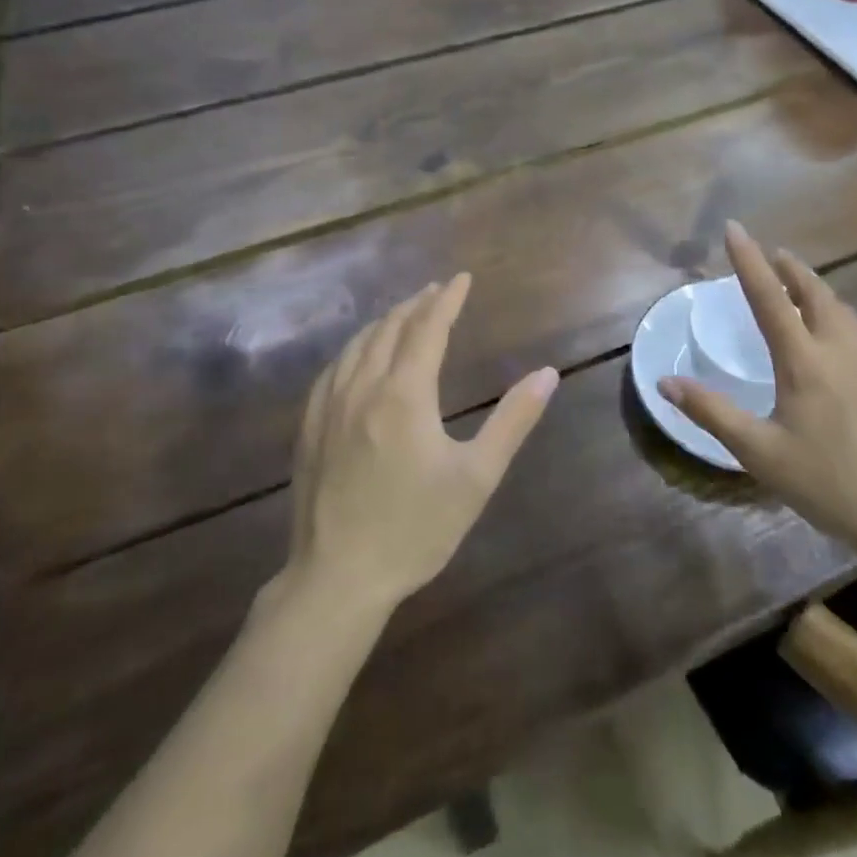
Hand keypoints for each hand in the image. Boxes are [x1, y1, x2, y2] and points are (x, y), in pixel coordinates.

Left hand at [286, 274, 558, 609]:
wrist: (337, 578)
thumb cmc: (416, 529)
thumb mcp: (476, 477)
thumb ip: (513, 421)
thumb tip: (547, 374)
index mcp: (405, 395)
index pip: (428, 328)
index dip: (447, 299)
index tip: (462, 278)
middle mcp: (363, 387)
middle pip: (391, 328)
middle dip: (417, 303)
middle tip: (438, 290)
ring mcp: (329, 406)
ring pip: (358, 344)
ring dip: (386, 321)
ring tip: (405, 312)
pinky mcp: (310, 427)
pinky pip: (333, 368)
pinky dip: (355, 347)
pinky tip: (359, 355)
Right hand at [658, 222, 856, 568]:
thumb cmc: (827, 484)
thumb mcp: (759, 453)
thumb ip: (711, 412)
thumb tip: (665, 383)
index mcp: (803, 361)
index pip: (769, 297)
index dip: (748, 260)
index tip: (735, 228)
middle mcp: (842, 348)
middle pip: (814, 292)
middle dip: (791, 269)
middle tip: (775, 256)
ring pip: (846, 311)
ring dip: (821, 293)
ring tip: (806, 292)